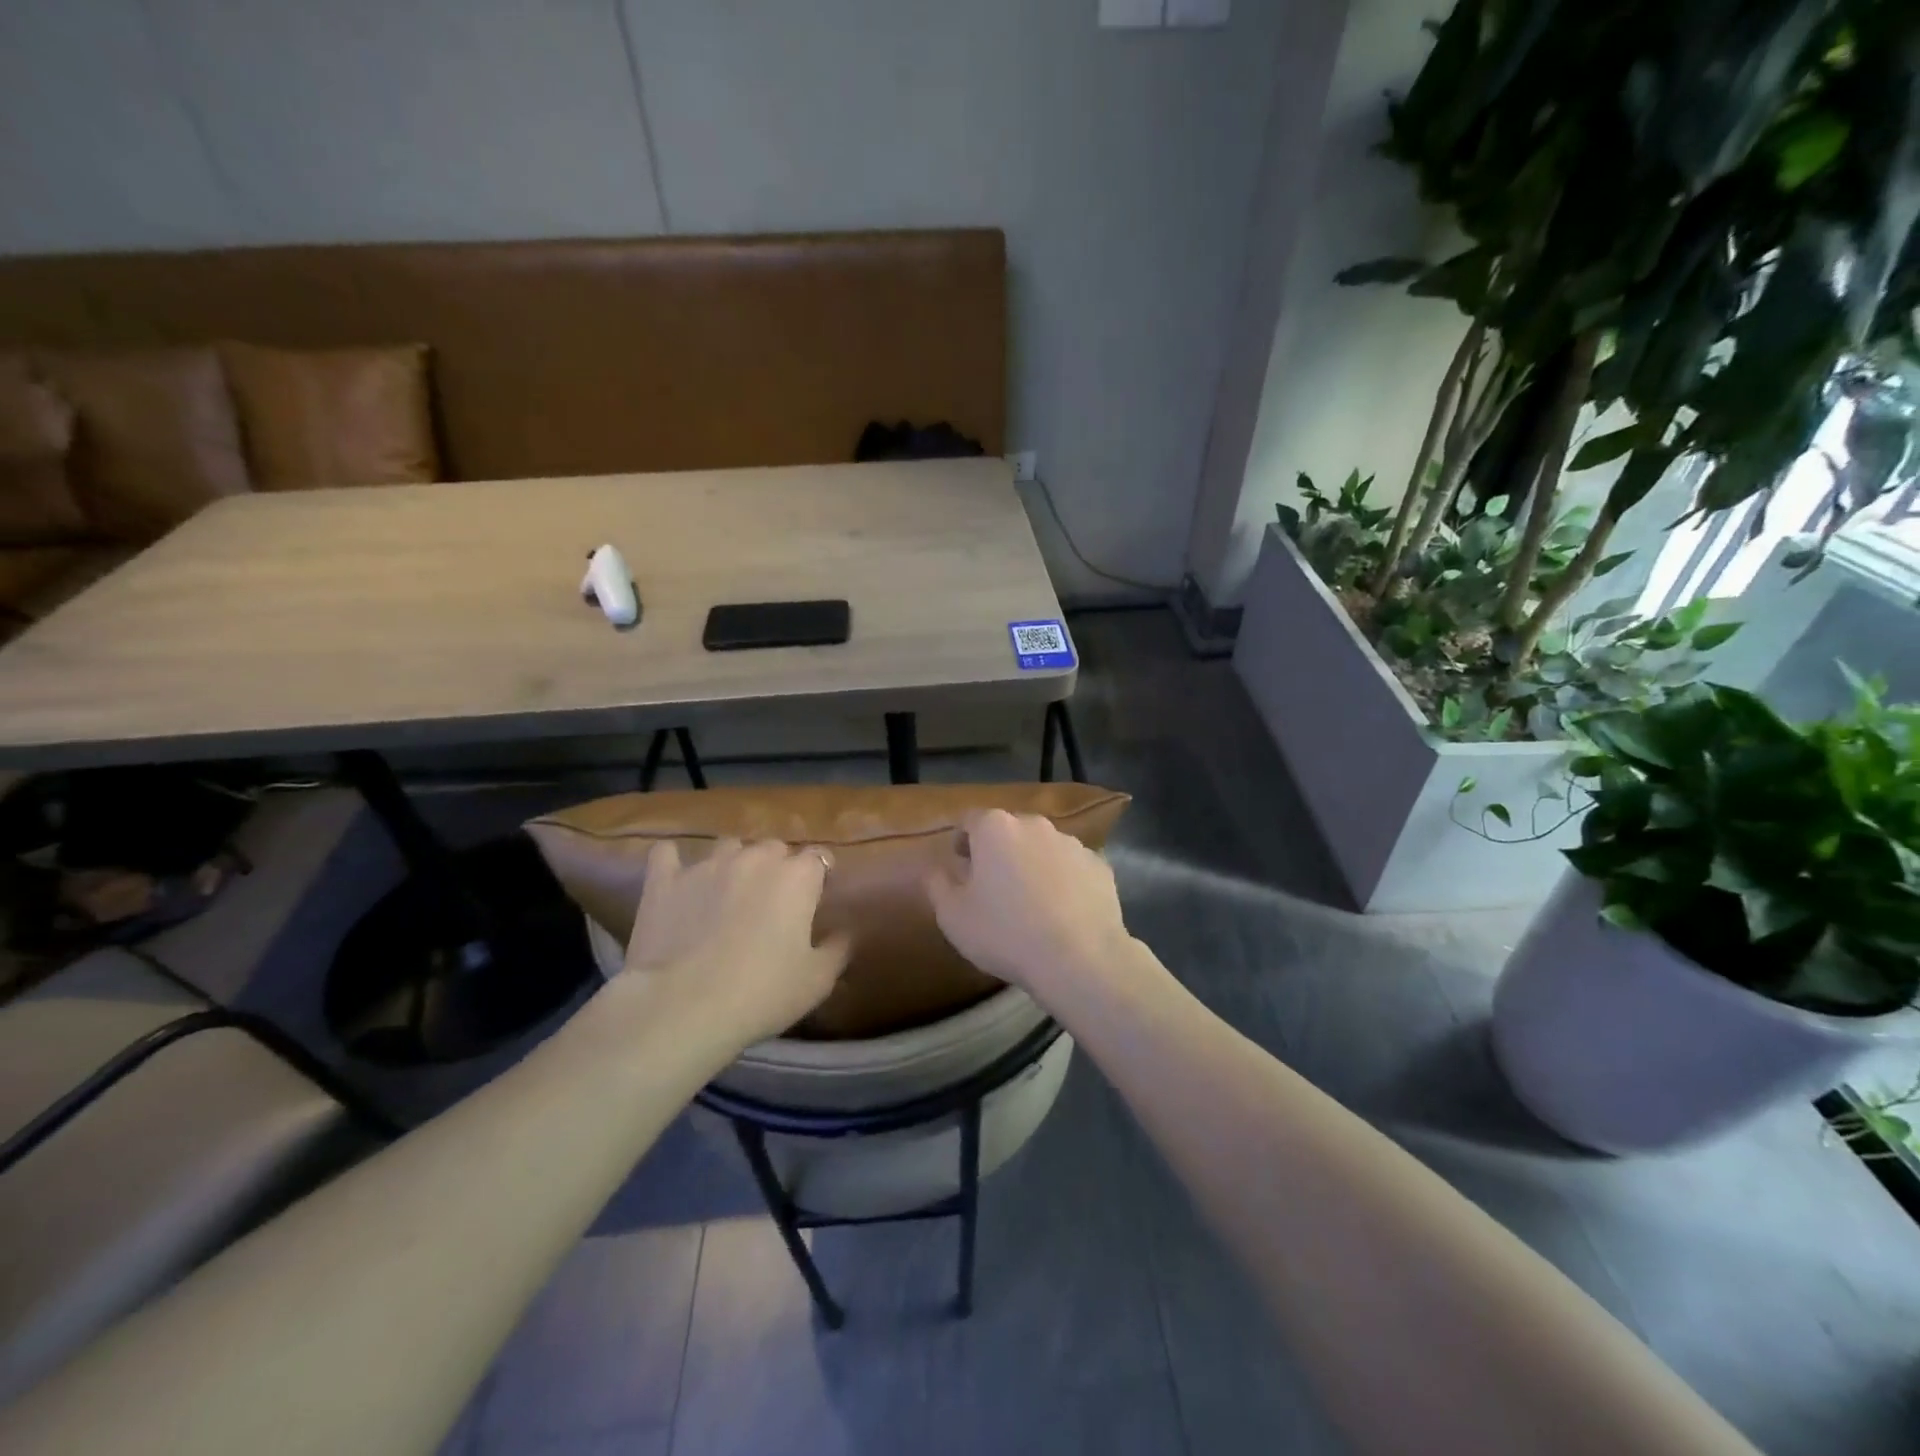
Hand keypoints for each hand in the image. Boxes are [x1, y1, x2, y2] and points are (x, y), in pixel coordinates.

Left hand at [620, 839, 850, 1050]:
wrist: (683, 1007)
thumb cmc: (762, 993)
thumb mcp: (817, 981)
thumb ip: (837, 949)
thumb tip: (845, 932)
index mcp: (797, 877)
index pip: (819, 858)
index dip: (819, 877)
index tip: (815, 900)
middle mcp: (754, 859)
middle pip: (774, 849)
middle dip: (777, 868)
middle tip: (772, 904)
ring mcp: (706, 865)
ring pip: (728, 846)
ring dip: (734, 863)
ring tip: (728, 893)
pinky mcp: (664, 881)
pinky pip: (667, 855)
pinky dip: (673, 863)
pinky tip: (676, 878)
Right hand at [925, 810, 1136, 1004]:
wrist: (1079, 958)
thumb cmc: (1005, 932)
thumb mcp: (952, 916)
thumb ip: (937, 885)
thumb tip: (935, 869)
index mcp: (995, 828)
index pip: (970, 820)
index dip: (961, 839)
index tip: (960, 863)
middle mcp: (1035, 824)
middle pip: (1009, 830)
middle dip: (999, 851)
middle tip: (993, 885)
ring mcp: (1072, 843)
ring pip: (1043, 847)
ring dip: (1033, 864)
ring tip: (1030, 902)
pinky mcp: (1099, 866)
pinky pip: (1072, 868)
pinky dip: (1064, 881)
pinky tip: (1062, 912)